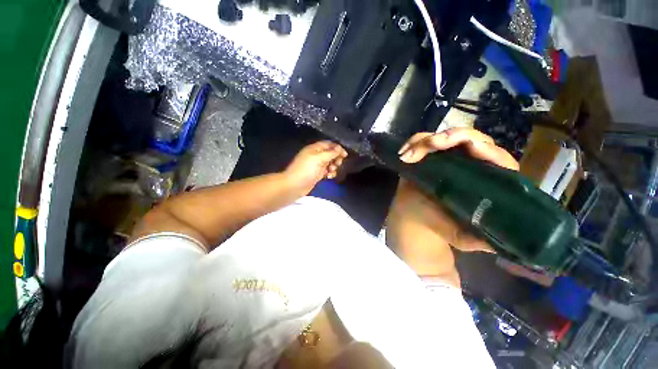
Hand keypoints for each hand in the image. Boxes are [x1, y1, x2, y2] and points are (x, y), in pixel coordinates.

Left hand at [285, 141, 347, 193]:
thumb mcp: (319, 158)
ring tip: (331, 171)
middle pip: (330, 154)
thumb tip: (340, 149)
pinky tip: (329, 177)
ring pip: (330, 163)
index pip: (328, 144)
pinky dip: (330, 173)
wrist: (294, 185)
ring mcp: (317, 165)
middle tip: (337, 164)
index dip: (337, 148)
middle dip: (336, 158)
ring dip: (333, 167)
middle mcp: (316, 156)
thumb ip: (331, 153)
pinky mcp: (317, 174)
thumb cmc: (306, 170)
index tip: (345, 155)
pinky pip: (327, 171)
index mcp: (314, 149)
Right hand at [389, 128, 519, 254]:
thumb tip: (498, 244)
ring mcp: (447, 155)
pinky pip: (422, 140)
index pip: (497, 159)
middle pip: (470, 139)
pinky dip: (412, 143)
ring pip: (444, 136)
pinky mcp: (427, 154)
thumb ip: (480, 240)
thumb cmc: (440, 225)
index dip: (488, 151)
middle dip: (453, 137)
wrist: (415, 217)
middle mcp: (469, 162)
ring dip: (426, 141)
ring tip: (410, 154)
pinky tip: (403, 154)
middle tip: (434, 144)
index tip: (473, 148)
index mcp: (486, 180)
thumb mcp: (463, 237)